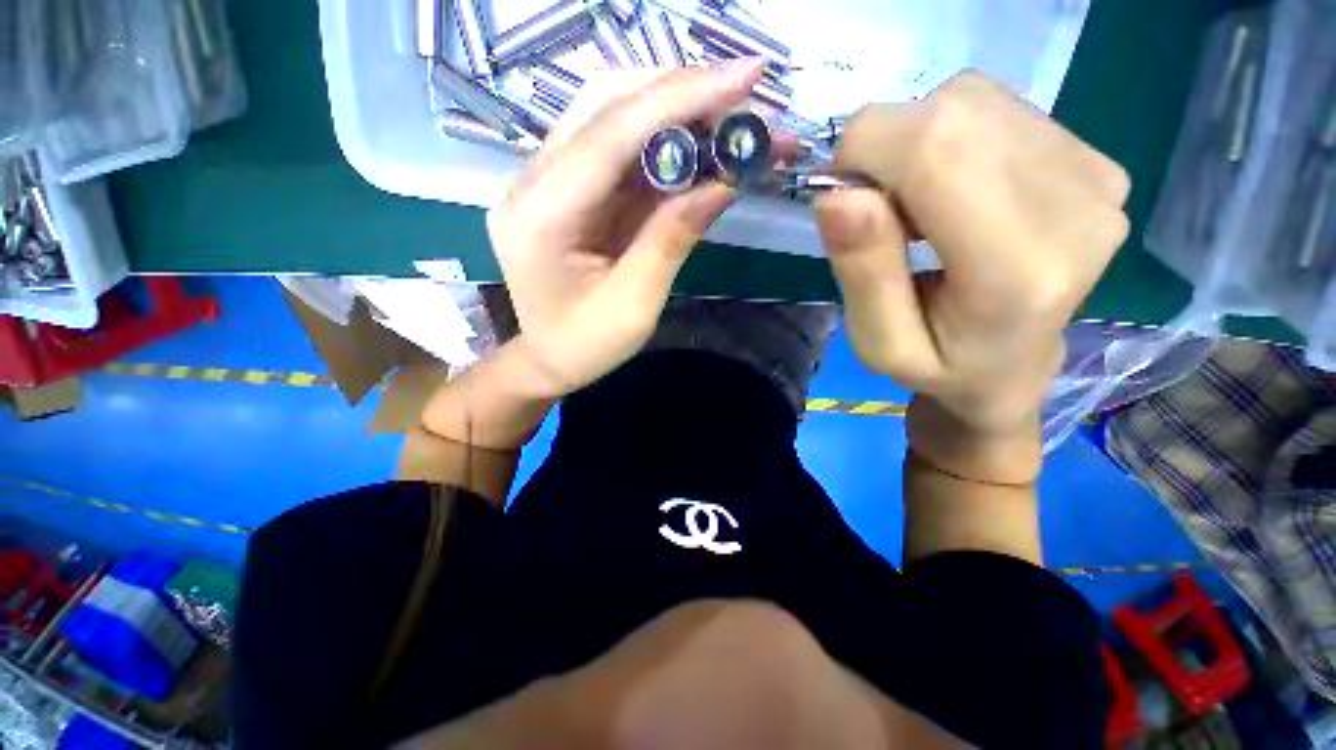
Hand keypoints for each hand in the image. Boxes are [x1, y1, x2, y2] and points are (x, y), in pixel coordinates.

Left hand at [487, 60, 765, 397]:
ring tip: (731, 119)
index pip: (611, 134)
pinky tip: (700, 145)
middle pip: (607, 104)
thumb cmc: (585, 346)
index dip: (679, 99)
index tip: (745, 79)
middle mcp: (534, 181)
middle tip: (746, 97)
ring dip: (676, 109)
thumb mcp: (634, 305)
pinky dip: (663, 141)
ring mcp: (547, 179)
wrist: (547, 358)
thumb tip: (723, 183)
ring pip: (613, 115)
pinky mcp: (568, 187)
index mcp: (542, 215)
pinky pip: (618, 148)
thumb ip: (671, 240)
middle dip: (682, 92)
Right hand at [814, 72, 1129, 476]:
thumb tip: (835, 194)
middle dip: (885, 152)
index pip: (935, 148)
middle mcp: (1076, 206)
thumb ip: (862, 273)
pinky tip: (951, 191)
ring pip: (969, 102)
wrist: (1016, 368)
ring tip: (916, 211)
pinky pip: (994, 111)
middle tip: (878, 215)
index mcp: (1017, 269)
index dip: (864, 152)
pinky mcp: (1094, 157)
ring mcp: (1096, 174)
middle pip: (951, 114)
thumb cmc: (941, 368)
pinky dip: (949, 140)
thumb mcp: (880, 345)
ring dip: (916, 146)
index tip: (840, 200)